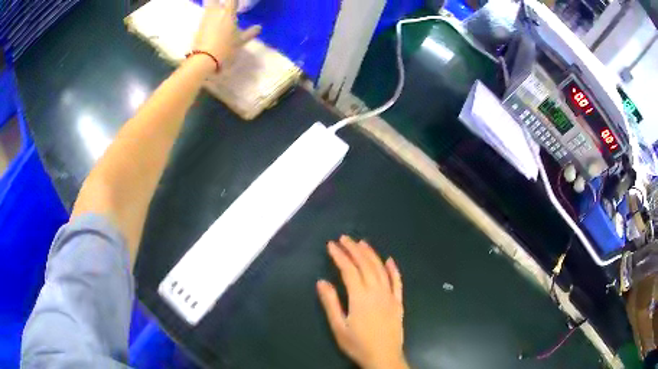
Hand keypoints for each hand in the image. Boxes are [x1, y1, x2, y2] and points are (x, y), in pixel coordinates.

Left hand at [193, 0, 260, 67]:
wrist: (204, 61)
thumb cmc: (225, 49)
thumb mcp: (240, 42)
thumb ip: (250, 33)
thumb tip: (258, 27)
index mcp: (227, 13)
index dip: (235, 1)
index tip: (237, 5)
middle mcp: (214, 12)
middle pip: (214, 0)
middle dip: (219, 2)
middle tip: (225, 8)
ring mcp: (204, 20)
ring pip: (209, 8)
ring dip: (214, 9)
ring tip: (221, 16)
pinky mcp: (198, 28)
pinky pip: (205, 18)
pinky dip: (209, 19)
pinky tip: (214, 26)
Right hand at [317, 235, 408, 368]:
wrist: (384, 357)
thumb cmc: (358, 344)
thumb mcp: (338, 326)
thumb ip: (331, 303)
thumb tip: (322, 281)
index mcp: (360, 297)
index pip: (349, 270)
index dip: (339, 256)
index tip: (331, 245)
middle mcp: (377, 291)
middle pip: (365, 265)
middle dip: (354, 250)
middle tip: (344, 238)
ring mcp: (390, 296)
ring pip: (381, 269)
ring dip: (371, 254)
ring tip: (362, 243)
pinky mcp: (398, 302)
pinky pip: (397, 282)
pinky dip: (393, 270)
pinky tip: (390, 260)